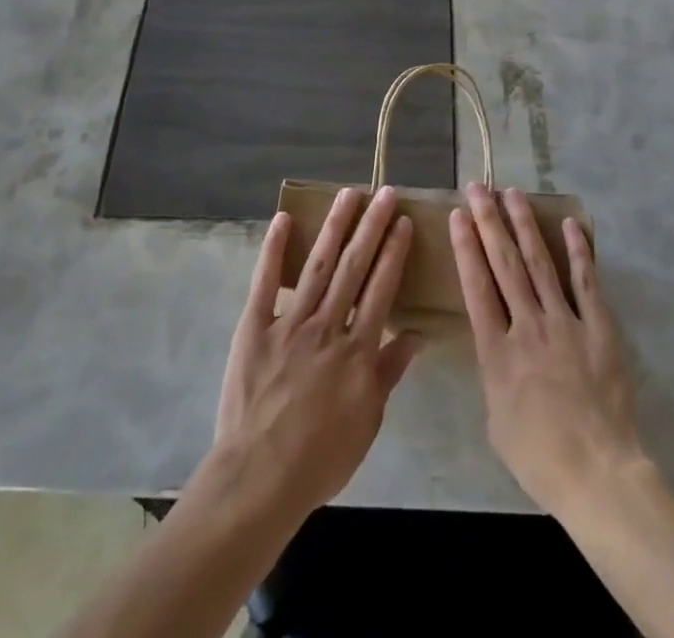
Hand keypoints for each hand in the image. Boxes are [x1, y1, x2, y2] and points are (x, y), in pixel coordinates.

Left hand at [204, 186, 421, 523]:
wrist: (259, 479)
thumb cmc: (320, 457)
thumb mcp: (367, 421)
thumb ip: (390, 372)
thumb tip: (418, 335)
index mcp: (357, 351)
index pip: (381, 289)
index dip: (393, 253)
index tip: (403, 221)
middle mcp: (327, 327)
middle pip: (354, 267)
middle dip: (371, 227)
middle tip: (384, 193)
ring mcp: (290, 324)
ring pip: (318, 266)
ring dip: (334, 227)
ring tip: (349, 195)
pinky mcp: (254, 327)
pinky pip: (265, 283)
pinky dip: (274, 250)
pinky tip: (284, 220)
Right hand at [450, 184, 646, 518]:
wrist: (597, 474)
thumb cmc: (538, 456)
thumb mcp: (495, 418)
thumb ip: (492, 372)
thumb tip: (494, 345)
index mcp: (496, 351)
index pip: (476, 286)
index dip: (466, 246)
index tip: (458, 215)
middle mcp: (527, 326)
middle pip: (504, 264)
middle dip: (489, 222)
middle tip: (478, 188)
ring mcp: (565, 323)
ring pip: (540, 263)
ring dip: (525, 225)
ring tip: (512, 193)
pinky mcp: (599, 328)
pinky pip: (586, 282)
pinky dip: (578, 251)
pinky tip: (568, 224)